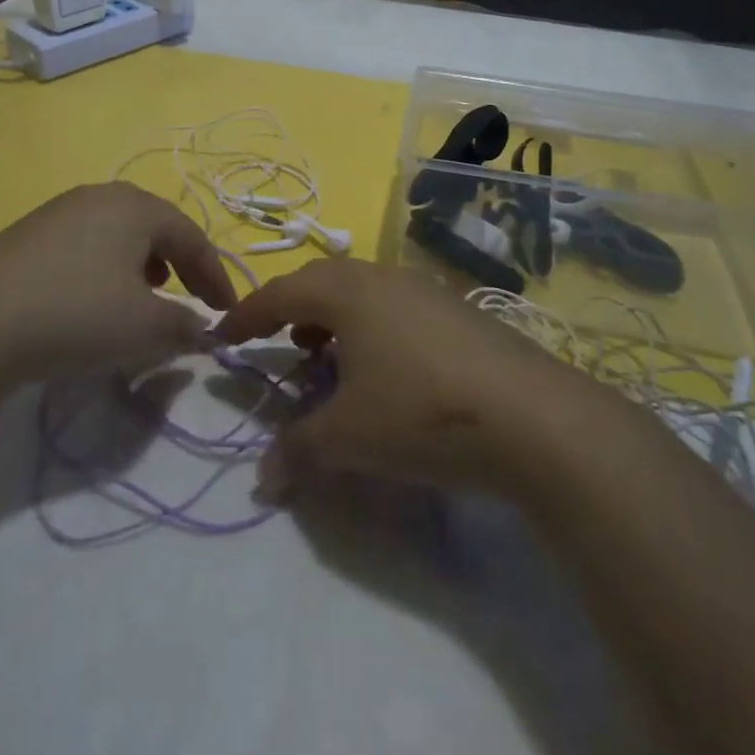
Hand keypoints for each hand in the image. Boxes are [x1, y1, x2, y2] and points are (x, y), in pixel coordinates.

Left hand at [0, 183, 235, 387]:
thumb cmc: (76, 316)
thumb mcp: (145, 328)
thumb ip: (184, 325)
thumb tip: (202, 329)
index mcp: (136, 206)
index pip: (192, 237)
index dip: (215, 275)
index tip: (227, 311)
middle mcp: (99, 195)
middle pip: (155, 225)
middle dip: (179, 262)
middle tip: (191, 295)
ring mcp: (58, 210)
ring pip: (118, 231)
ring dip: (142, 262)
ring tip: (146, 293)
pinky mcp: (27, 233)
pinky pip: (84, 242)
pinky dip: (105, 266)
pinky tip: (94, 296)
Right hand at [213, 260, 594, 501]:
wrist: (533, 416)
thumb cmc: (422, 413)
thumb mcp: (349, 436)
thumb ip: (298, 450)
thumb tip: (263, 477)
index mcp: (349, 291)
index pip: (281, 292)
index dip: (247, 314)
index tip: (222, 335)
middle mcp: (384, 278)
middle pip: (323, 281)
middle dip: (293, 310)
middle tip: (279, 342)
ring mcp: (426, 290)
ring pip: (363, 292)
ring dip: (336, 319)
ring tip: (328, 358)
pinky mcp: (458, 311)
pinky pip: (396, 307)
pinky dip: (373, 329)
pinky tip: (386, 369)